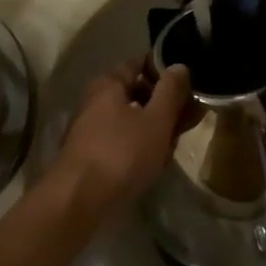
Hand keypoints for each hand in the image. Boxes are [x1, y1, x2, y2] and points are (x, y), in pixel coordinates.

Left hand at [50, 60, 191, 224]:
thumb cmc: (120, 154)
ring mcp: (91, 129)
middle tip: (186, 120)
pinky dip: (139, 148)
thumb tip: (179, 65)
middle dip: (162, 106)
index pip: (139, 63)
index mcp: (108, 84)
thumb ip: (170, 91)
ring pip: (131, 120)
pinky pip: (122, 142)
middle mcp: (95, 101)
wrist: (77, 202)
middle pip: (136, 93)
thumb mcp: (155, 120)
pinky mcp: (90, 156)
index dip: (164, 70)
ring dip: (154, 130)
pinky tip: (154, 164)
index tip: (187, 84)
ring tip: (173, 146)